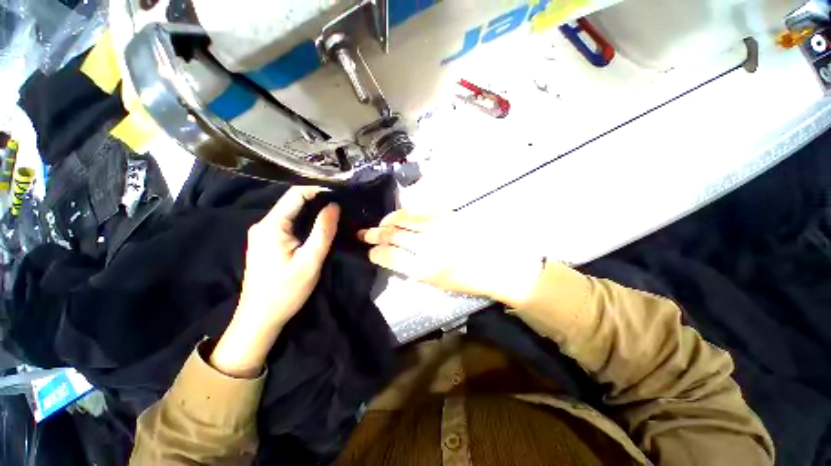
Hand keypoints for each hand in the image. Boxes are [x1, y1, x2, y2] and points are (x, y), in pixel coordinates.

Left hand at [211, 187, 339, 377]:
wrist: (260, 317)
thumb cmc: (286, 289)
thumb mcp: (310, 260)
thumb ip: (323, 231)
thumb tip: (334, 206)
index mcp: (272, 225)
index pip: (295, 194)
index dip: (317, 190)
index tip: (338, 194)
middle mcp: (263, 224)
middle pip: (291, 202)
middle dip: (316, 201)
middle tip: (340, 207)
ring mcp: (262, 234)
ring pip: (290, 213)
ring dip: (311, 212)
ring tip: (332, 216)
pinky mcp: (265, 243)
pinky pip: (287, 224)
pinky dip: (303, 222)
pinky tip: (316, 229)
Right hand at [358, 210, 542, 306]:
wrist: (500, 265)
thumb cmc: (469, 280)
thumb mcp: (438, 283)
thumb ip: (414, 269)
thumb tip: (395, 257)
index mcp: (424, 270)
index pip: (389, 257)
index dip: (376, 253)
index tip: (371, 252)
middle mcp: (427, 246)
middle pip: (392, 235)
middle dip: (374, 235)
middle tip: (364, 234)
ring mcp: (437, 228)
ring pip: (402, 220)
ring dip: (386, 222)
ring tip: (379, 225)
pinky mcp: (447, 216)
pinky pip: (418, 211)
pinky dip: (403, 213)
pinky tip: (398, 217)